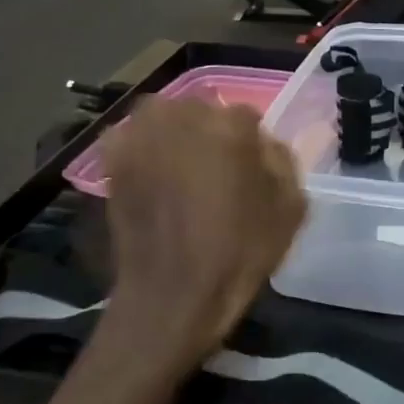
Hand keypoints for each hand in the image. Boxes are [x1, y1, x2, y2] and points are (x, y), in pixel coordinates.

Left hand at [101, 98, 305, 365]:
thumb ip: (281, 161)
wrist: (173, 293)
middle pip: (203, 110)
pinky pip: (132, 136)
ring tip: (179, 171)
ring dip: (174, 135)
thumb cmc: (239, 254)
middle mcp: (184, 115)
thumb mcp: (290, 209)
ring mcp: (143, 132)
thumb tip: (263, 143)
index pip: (247, 116)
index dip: (250, 145)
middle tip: (213, 172)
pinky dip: (141, 147)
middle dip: (210, 134)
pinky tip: (150, 174)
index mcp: (232, 126)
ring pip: (165, 117)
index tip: (248, 170)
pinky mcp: (113, 155)